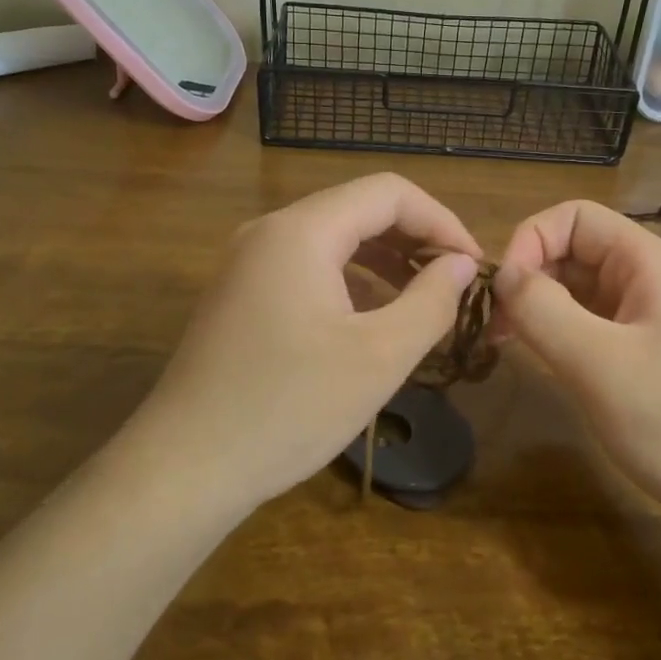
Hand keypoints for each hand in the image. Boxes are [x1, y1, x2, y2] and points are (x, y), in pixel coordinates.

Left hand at [137, 174, 480, 510]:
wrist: (185, 467)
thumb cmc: (289, 407)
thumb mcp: (380, 356)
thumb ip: (431, 301)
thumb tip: (462, 265)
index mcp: (302, 231)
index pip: (388, 193)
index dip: (441, 221)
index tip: (475, 265)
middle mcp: (270, 231)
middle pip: (358, 209)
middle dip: (414, 239)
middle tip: (455, 284)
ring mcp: (247, 262)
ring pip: (332, 239)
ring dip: (383, 260)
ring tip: (422, 300)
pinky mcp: (239, 294)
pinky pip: (306, 267)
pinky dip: (349, 280)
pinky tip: (371, 319)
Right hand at [492, 200, 660, 520]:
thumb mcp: (599, 364)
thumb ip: (543, 310)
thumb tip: (502, 275)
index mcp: (648, 263)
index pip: (574, 217)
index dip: (530, 241)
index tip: (503, 293)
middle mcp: (651, 279)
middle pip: (575, 251)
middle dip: (530, 278)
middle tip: (496, 329)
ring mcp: (652, 318)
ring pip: (580, 290)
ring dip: (541, 308)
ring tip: (509, 346)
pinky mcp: (649, 354)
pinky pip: (594, 325)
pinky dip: (561, 334)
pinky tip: (544, 363)